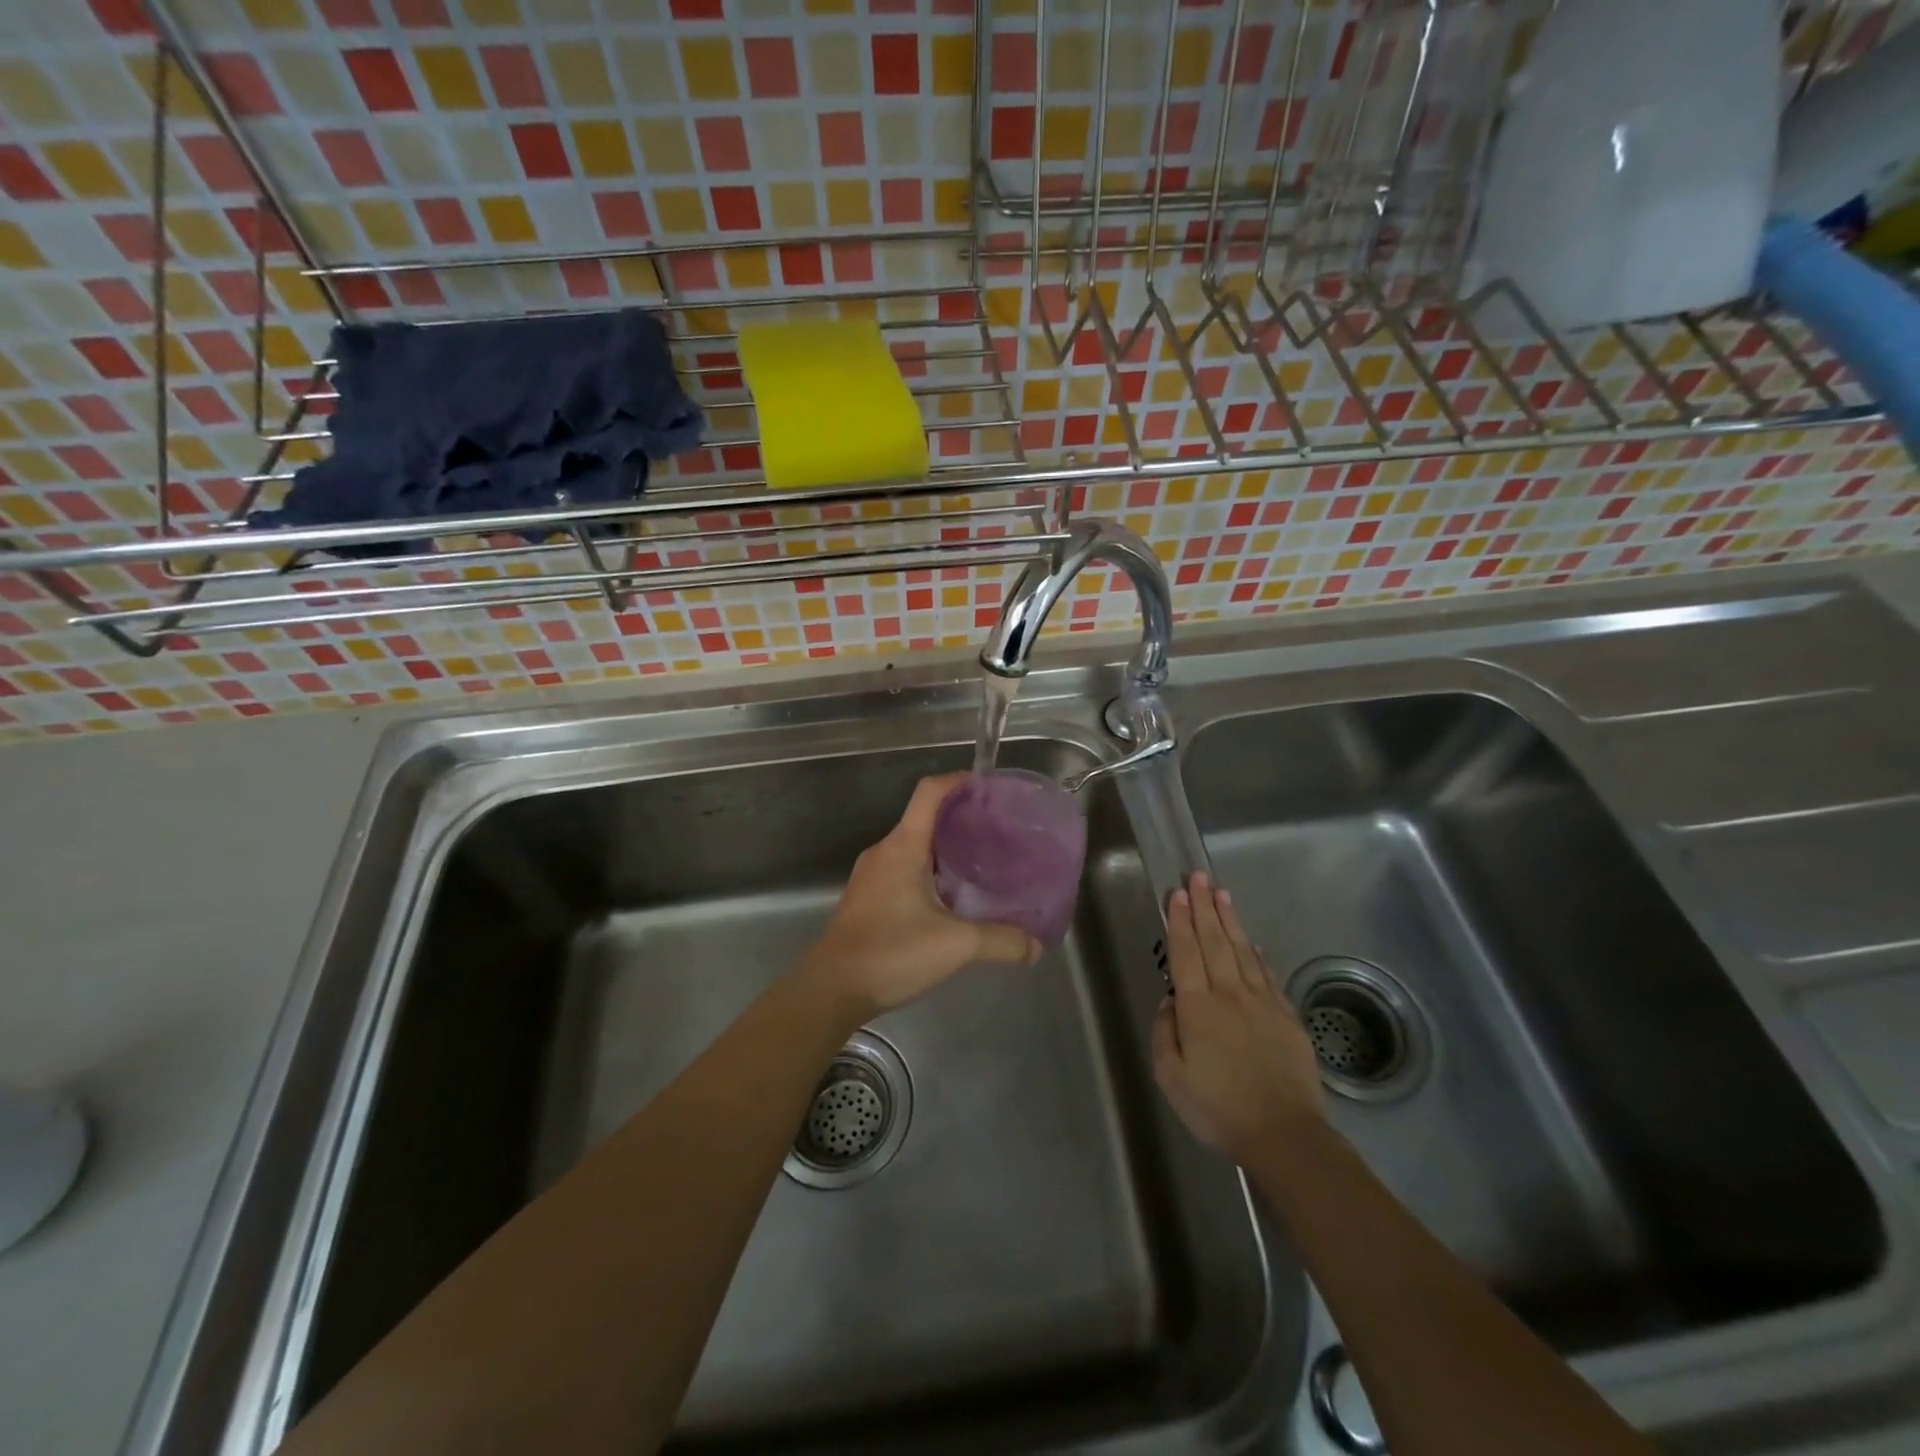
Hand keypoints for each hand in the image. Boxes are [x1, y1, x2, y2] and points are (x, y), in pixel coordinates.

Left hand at [801, 774, 1039, 1017]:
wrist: (831, 989)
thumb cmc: (891, 953)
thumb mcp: (956, 946)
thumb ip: (1001, 942)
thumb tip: (1036, 946)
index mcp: (903, 847)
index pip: (929, 793)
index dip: (958, 781)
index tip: (988, 786)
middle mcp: (884, 852)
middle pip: (924, 818)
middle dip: (960, 819)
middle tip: (997, 832)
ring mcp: (872, 875)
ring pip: (914, 847)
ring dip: (946, 849)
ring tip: (981, 864)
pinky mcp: (867, 898)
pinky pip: (904, 869)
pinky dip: (930, 872)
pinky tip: (952, 898)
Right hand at [1151, 872, 1324, 1163]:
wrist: (1284, 1134)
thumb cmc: (1218, 1108)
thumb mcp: (1171, 1078)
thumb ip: (1165, 1033)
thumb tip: (1171, 1001)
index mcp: (1198, 1008)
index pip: (1186, 953)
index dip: (1180, 921)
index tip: (1176, 894)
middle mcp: (1229, 994)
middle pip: (1214, 941)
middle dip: (1203, 907)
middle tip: (1197, 877)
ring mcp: (1262, 1003)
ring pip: (1242, 951)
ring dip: (1230, 920)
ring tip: (1221, 893)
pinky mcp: (1286, 1017)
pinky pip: (1268, 975)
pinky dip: (1257, 954)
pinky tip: (1252, 941)